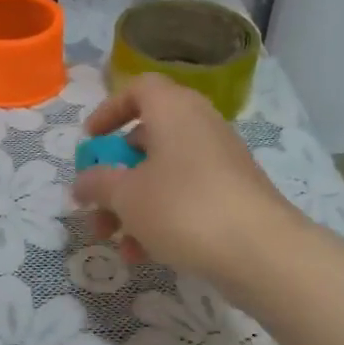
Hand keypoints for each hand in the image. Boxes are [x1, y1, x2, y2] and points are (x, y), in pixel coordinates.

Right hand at [71, 73, 293, 285]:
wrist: (261, 252)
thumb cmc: (183, 208)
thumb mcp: (126, 196)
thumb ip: (97, 183)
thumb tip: (82, 181)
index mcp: (174, 110)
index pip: (139, 89)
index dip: (109, 110)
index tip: (90, 141)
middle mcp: (200, 127)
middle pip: (147, 139)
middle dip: (114, 174)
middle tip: (95, 201)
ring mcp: (220, 162)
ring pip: (164, 175)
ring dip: (132, 205)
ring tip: (113, 241)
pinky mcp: (233, 195)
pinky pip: (186, 198)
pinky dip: (161, 219)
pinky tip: (143, 256)